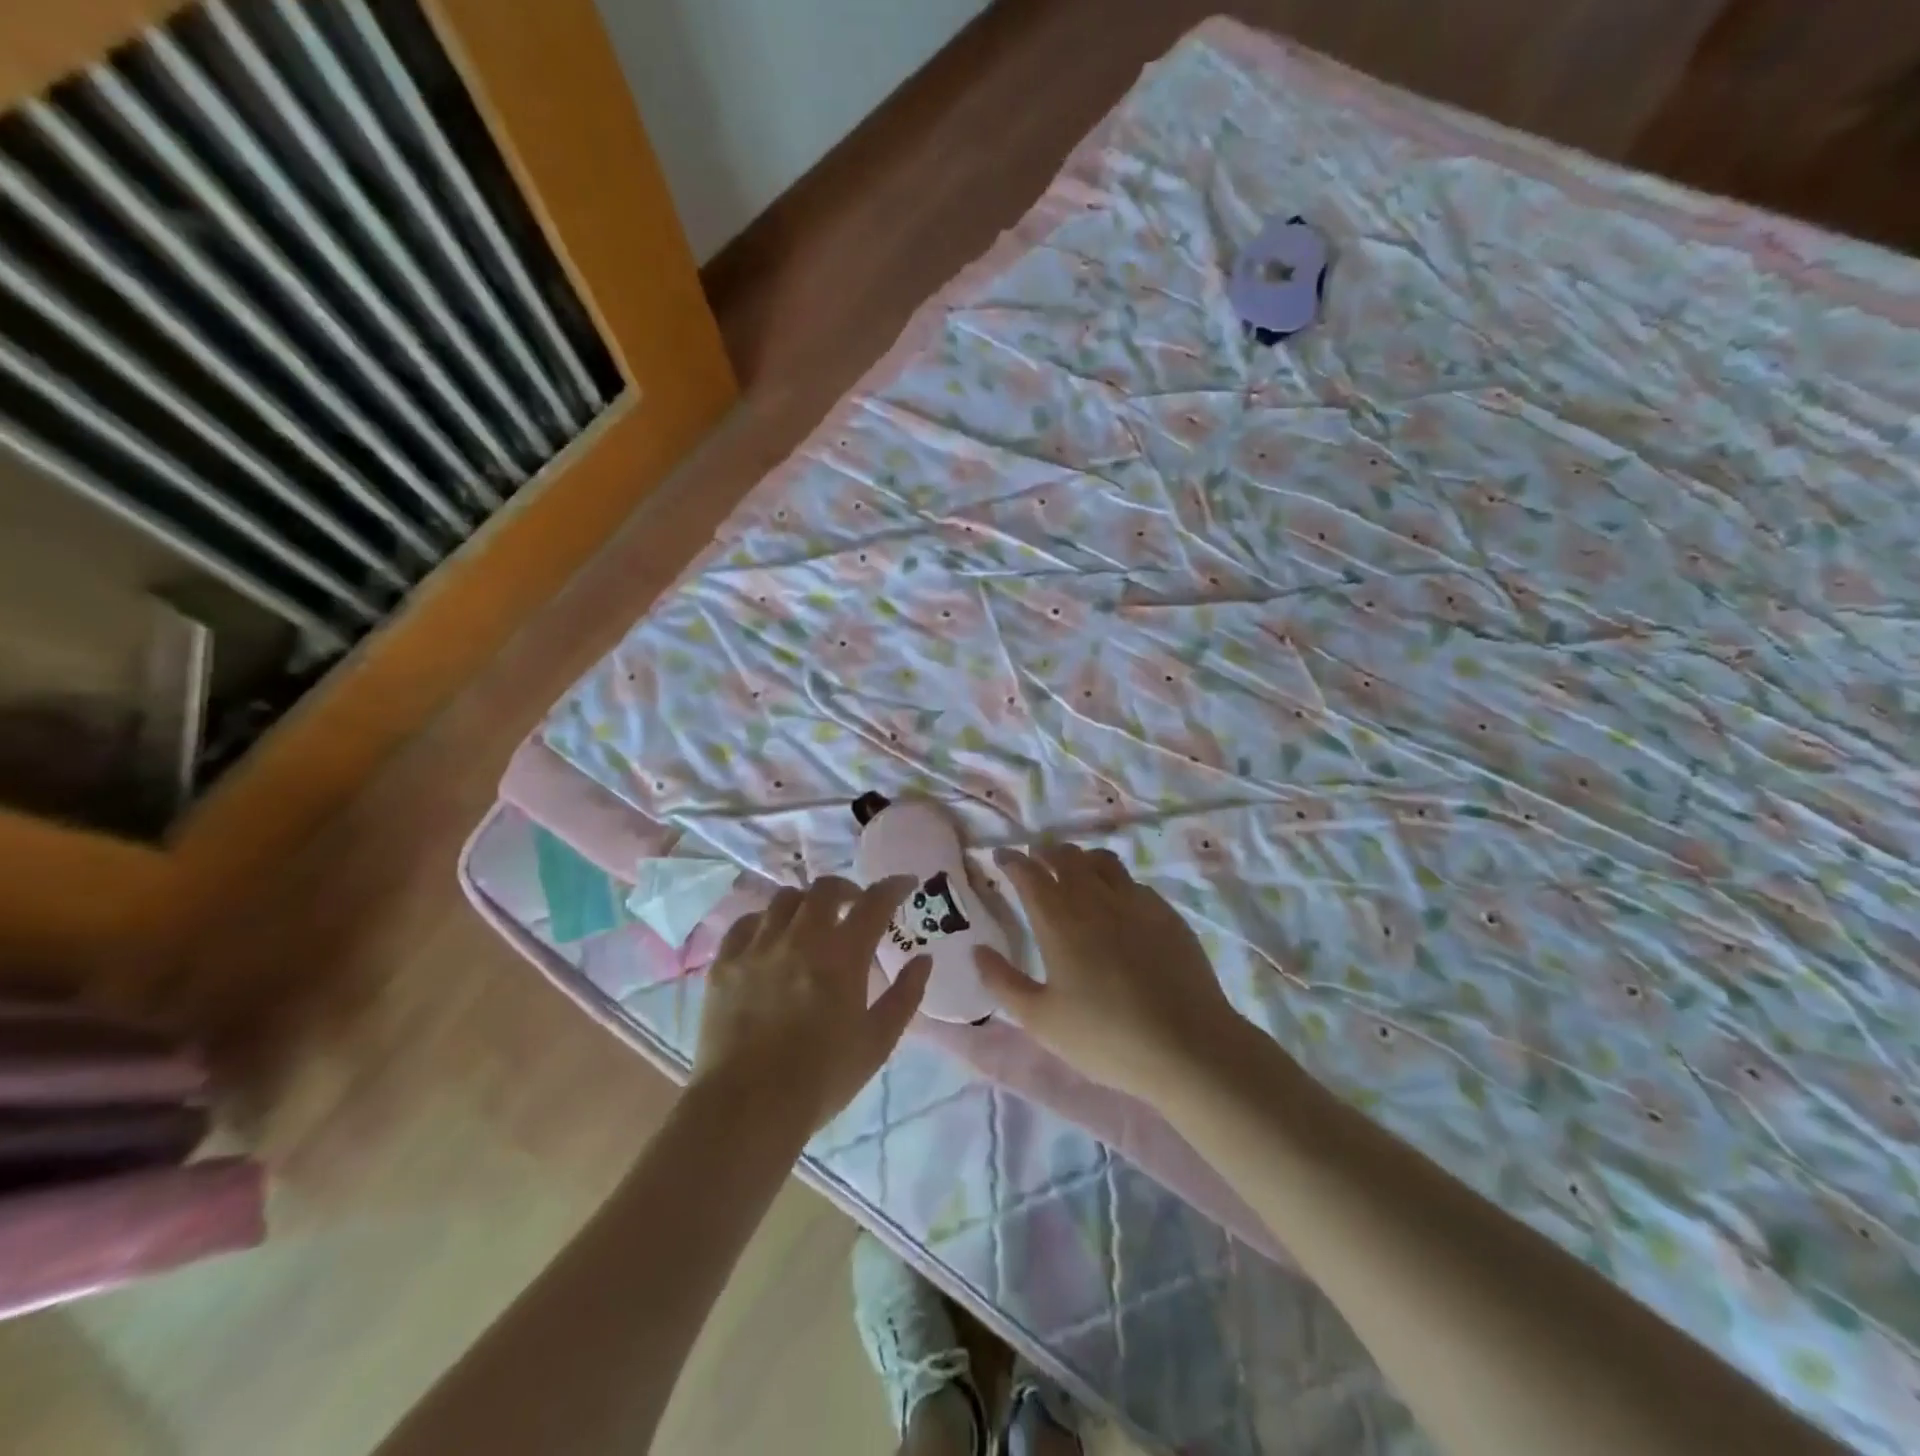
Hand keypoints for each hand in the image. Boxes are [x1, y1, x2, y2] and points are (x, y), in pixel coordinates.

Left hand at [693, 876, 930, 1135]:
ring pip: (784, 900)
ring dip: (806, 904)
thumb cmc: (821, 1079)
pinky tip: (770, 939)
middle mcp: (800, 939)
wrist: (747, 1109)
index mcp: (842, 956)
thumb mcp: (877, 1043)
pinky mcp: (725, 964)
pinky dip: (765, 922)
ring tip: (811, 923)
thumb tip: (924, 959)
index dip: (893, 887)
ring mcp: (758, 947)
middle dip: (846, 889)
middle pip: (824, 889)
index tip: (905, 883)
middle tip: (855, 905)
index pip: (874, 903)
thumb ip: (905, 995)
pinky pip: (745, 924)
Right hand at [975, 844, 1240, 1101]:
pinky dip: (1115, 881)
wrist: (1188, 1045)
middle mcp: (1095, 899)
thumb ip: (1003, 982)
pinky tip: (1117, 901)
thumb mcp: (1041, 1020)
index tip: (1001, 856)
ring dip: (1081, 858)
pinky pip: (1133, 882)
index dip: (1012, 860)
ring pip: (1102, 861)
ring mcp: (1135, 902)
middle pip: (1066, 856)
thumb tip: (978, 951)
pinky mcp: (1166, 913)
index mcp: (1058, 920)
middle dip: (1045, 852)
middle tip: (1036, 859)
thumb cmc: (1105, 1036)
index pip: (1029, 873)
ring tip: (1074, 869)